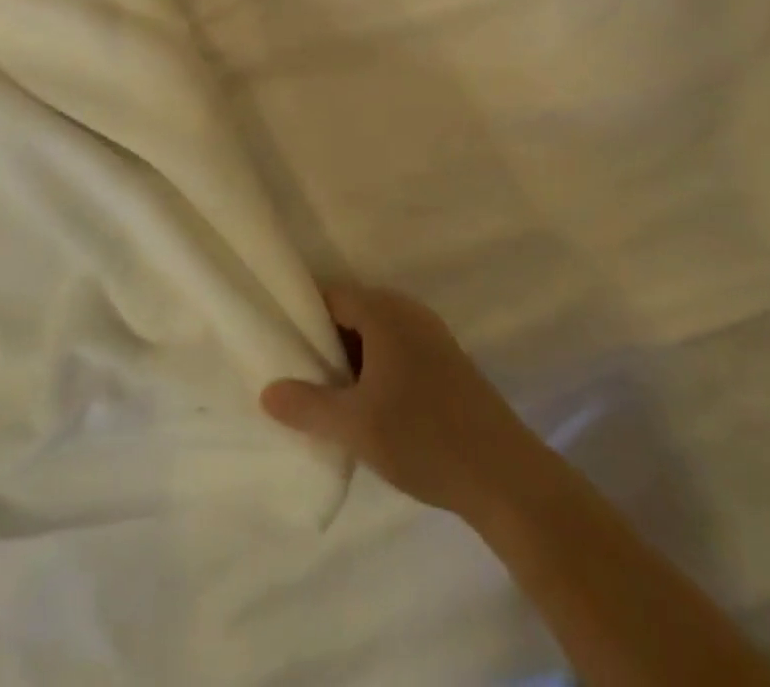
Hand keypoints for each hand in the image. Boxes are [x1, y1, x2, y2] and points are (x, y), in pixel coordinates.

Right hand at [261, 284, 549, 518]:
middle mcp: (408, 311)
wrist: (503, 473)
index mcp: (384, 311)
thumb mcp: (355, 426)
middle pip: (352, 312)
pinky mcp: (446, 360)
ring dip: (350, 359)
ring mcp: (431, 334)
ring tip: (326, 396)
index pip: (329, 296)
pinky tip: (367, 406)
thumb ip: (307, 405)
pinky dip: (375, 368)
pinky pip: (397, 349)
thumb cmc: (422, 437)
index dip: (301, 317)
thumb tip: (266, 391)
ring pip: (375, 334)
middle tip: (298, 377)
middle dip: (324, 342)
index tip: (279, 346)